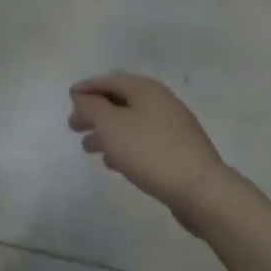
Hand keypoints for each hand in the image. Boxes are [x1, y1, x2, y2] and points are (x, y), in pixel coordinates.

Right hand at [68, 73, 236, 233]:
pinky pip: (143, 140)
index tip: (69, 98)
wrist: (201, 189)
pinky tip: (114, 162)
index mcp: (145, 89)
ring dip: (107, 131)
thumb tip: (82, 96)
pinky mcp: (178, 150)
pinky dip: (124, 145)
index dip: (87, 87)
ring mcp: (172, 126)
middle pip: (120, 100)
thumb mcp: (111, 125)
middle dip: (95, 111)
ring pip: (131, 122)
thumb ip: (91, 107)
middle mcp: (160, 101)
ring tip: (88, 148)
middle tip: (74, 126)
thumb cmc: (150, 152)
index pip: (109, 80)